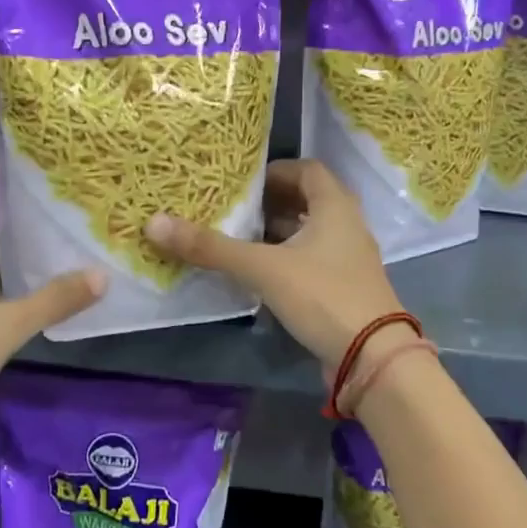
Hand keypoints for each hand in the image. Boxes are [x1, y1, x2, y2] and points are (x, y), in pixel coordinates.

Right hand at [145, 159, 402, 367]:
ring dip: (279, 232)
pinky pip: (313, 260)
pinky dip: (287, 258)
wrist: (372, 357)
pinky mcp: (345, 287)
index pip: (307, 170)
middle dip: (272, 202)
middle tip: (235, 208)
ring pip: (310, 233)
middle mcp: (347, 225)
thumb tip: (154, 223)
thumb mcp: (263, 268)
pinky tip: (260, 272)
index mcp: (335, 206)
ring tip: (239, 237)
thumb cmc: (322, 295)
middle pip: (308, 200)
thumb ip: (211, 248)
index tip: (243, 182)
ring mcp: (349, 259)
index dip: (275, 171)